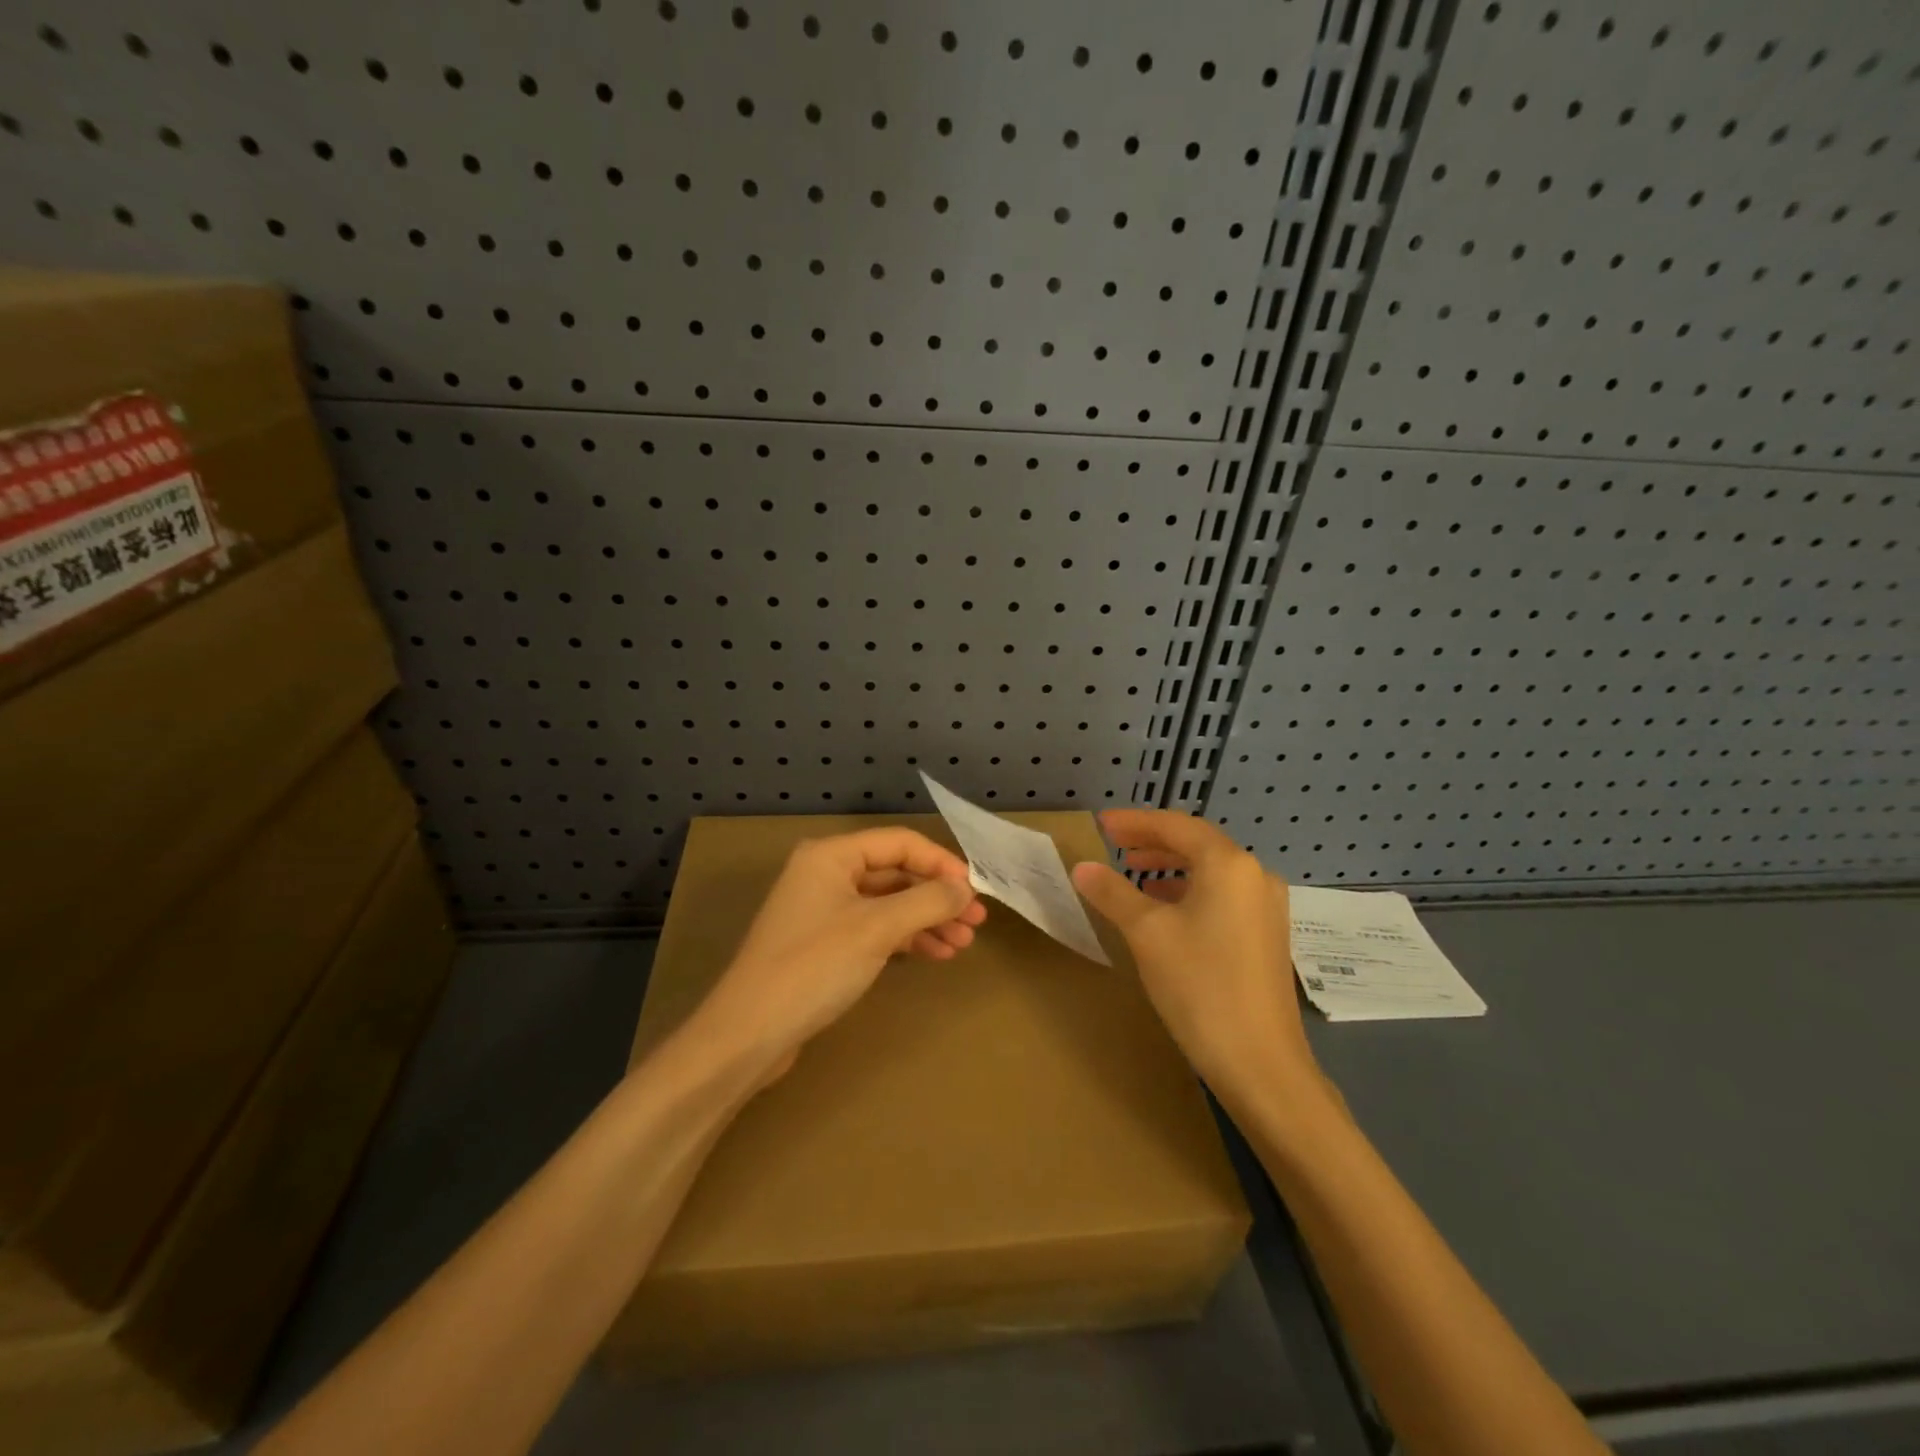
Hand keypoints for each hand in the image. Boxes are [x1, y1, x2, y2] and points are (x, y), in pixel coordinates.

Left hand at [697, 829, 986, 1079]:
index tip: (975, 891)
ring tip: (963, 944)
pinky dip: (905, 939)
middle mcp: (825, 874)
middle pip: (895, 873)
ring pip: (887, 904)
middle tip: (976, 922)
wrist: (748, 1034)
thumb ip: (927, 902)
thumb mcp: (876, 929)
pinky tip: (935, 954)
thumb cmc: (813, 967)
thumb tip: (967, 889)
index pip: (900, 843)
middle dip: (937, 897)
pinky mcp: (823, 944)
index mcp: (831, 855)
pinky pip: (874, 929)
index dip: (941, 863)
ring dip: (926, 920)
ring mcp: (823, 910)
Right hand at [1071, 810, 1316, 1105]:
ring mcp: (1267, 907)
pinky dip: (1191, 890)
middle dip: (1154, 841)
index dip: (1136, 822)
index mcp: (1229, 865)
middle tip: (1115, 844)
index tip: (1102, 824)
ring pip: (1212, 871)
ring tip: (1135, 873)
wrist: (1261, 1063)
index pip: (1176, 826)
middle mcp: (1255, 876)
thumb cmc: (1200, 986)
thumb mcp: (1146, 934)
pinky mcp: (1268, 935)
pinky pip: (1224, 895)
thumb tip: (1082, 867)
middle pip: (1198, 844)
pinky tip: (1167, 910)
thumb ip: (1113, 893)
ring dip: (1172, 866)